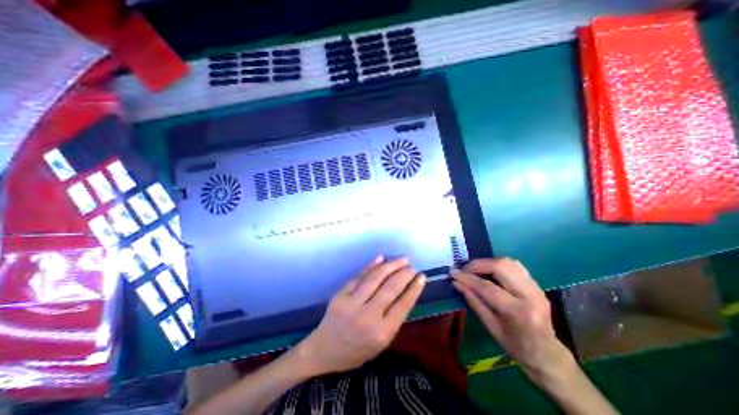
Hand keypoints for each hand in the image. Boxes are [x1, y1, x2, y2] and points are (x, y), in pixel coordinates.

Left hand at [294, 257, 423, 374]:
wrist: (324, 351)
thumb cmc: (357, 350)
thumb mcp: (382, 343)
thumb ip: (394, 318)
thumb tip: (405, 291)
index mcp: (382, 333)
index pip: (403, 305)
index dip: (414, 288)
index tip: (421, 277)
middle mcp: (368, 317)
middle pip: (390, 288)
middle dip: (404, 274)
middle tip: (411, 266)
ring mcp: (352, 304)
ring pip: (375, 278)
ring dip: (391, 266)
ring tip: (402, 259)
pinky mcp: (340, 295)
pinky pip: (359, 276)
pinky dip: (371, 266)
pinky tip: (381, 258)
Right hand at [450, 257, 577, 377]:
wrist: (547, 354)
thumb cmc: (516, 346)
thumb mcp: (490, 326)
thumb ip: (473, 301)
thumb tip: (457, 282)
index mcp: (520, 313)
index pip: (488, 288)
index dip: (468, 278)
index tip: (453, 272)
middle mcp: (531, 295)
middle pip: (501, 267)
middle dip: (478, 264)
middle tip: (464, 270)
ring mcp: (537, 288)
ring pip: (509, 262)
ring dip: (487, 262)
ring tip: (474, 269)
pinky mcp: (536, 284)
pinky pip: (514, 265)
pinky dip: (497, 264)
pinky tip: (488, 271)